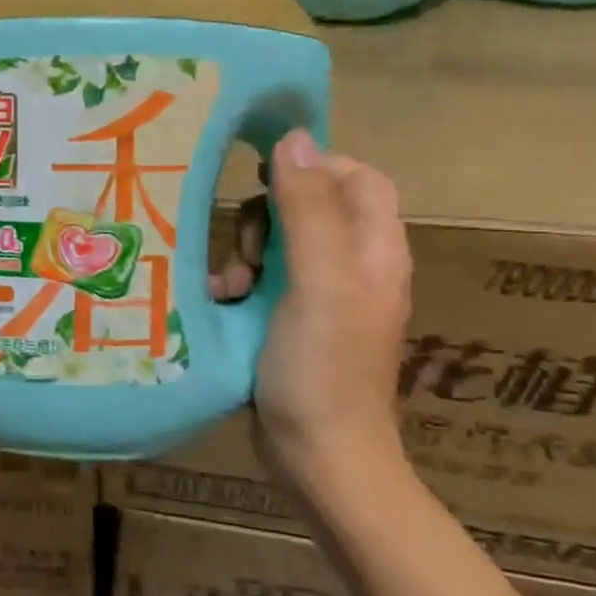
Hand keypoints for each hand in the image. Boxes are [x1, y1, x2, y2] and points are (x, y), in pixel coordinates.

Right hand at [252, 130, 412, 481]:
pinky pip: (262, 282)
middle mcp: (353, 268)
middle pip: (311, 208)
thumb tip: (294, 137)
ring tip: (230, 285)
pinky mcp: (291, 324)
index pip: (357, 179)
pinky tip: (221, 303)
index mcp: (374, 251)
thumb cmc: (323, 369)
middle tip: (249, 249)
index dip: (315, 168)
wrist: (319, 458)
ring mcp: (321, 299)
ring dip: (247, 253)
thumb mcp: (317, 282)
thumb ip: (307, 210)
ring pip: (280, 245)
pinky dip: (239, 285)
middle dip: (270, 218)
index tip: (265, 177)